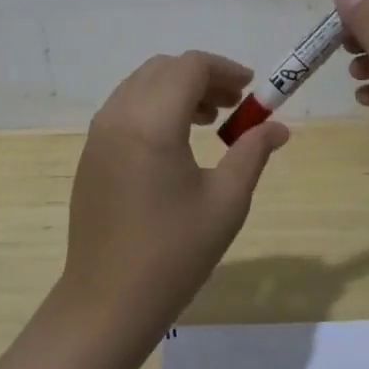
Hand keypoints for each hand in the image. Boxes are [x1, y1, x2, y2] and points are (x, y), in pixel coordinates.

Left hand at [61, 52, 290, 341]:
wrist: (107, 302)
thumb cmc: (173, 253)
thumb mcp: (225, 202)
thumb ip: (252, 153)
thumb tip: (278, 128)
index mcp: (151, 122)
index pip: (190, 66)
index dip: (224, 69)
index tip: (251, 89)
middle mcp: (119, 115)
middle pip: (163, 68)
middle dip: (201, 77)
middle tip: (233, 104)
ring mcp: (99, 133)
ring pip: (141, 84)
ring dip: (176, 89)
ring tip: (208, 121)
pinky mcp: (90, 152)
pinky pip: (125, 107)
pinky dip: (153, 106)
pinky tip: (175, 142)